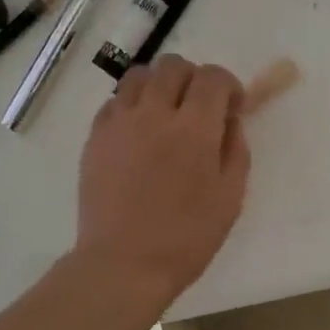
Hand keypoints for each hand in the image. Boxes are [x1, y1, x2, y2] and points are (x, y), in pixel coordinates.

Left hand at [75, 54, 249, 307]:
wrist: (124, 263)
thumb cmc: (186, 237)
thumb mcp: (230, 197)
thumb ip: (235, 150)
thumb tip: (229, 121)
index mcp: (194, 128)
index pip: (213, 77)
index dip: (228, 86)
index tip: (231, 109)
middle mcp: (155, 113)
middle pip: (174, 66)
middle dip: (194, 79)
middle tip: (199, 109)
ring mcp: (119, 122)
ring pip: (139, 76)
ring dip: (160, 85)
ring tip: (166, 114)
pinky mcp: (95, 137)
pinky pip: (114, 102)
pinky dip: (132, 106)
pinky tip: (139, 134)